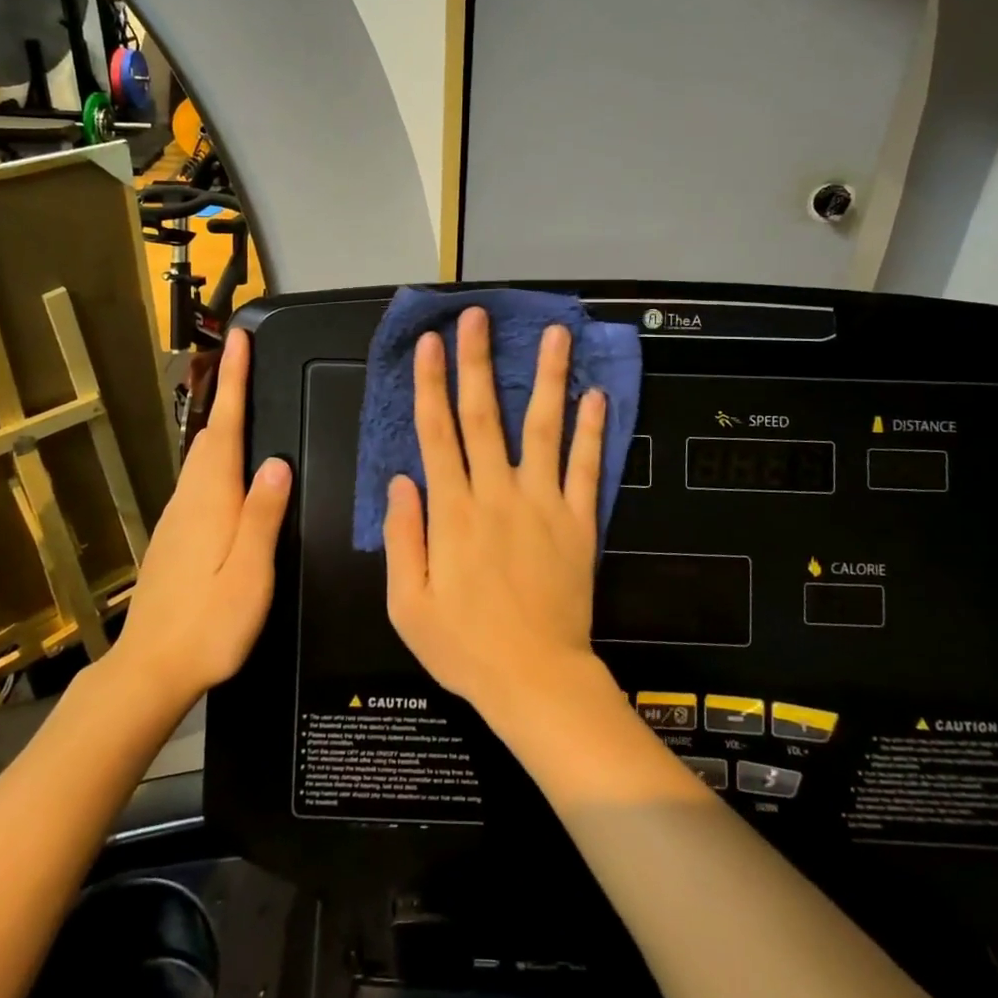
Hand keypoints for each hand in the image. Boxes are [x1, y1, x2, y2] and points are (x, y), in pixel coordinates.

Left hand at [110, 328, 289, 705]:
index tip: (239, 338)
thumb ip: (263, 514)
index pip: (225, 425)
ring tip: (244, 401)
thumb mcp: (250, 573)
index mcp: (212, 499)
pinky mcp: (175, 536)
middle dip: (228, 393)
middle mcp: (191, 498)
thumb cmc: (209, 624)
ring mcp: (178, 517)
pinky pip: (199, 478)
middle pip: (211, 433)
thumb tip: (277, 461)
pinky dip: (217, 454)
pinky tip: (231, 468)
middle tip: (249, 361)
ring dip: (222, 422)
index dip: (234, 380)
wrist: (149, 671)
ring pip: (202, 455)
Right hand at [383, 308, 608, 724]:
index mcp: (452, 512)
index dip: (430, 384)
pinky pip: (586, 469)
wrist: (535, 680)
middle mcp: (497, 494)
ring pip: (544, 428)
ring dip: (547, 378)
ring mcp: (543, 504)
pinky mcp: (579, 522)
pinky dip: (593, 431)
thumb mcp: (408, 604)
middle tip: (477, 316)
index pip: (437, 433)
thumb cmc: (464, 647)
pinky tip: (597, 396)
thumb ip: (402, 536)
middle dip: (477, 361)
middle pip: (485, 415)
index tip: (429, 343)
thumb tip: (400, 480)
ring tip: (555, 334)